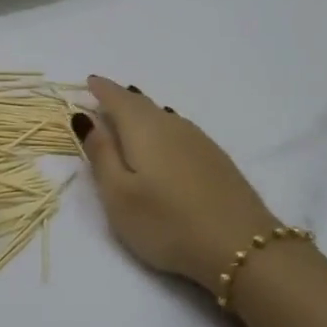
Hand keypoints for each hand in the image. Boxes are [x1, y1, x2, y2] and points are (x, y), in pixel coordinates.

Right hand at [74, 75, 275, 289]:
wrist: (240, 245)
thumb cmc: (166, 222)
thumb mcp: (118, 195)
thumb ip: (101, 155)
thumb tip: (86, 118)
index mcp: (143, 129)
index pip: (117, 98)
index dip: (101, 89)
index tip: (89, 81)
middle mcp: (172, 125)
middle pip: (142, 104)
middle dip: (121, 98)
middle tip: (105, 96)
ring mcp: (199, 140)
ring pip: (163, 116)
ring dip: (143, 112)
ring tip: (130, 114)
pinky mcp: (216, 159)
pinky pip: (179, 130)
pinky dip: (163, 127)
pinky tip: (165, 138)